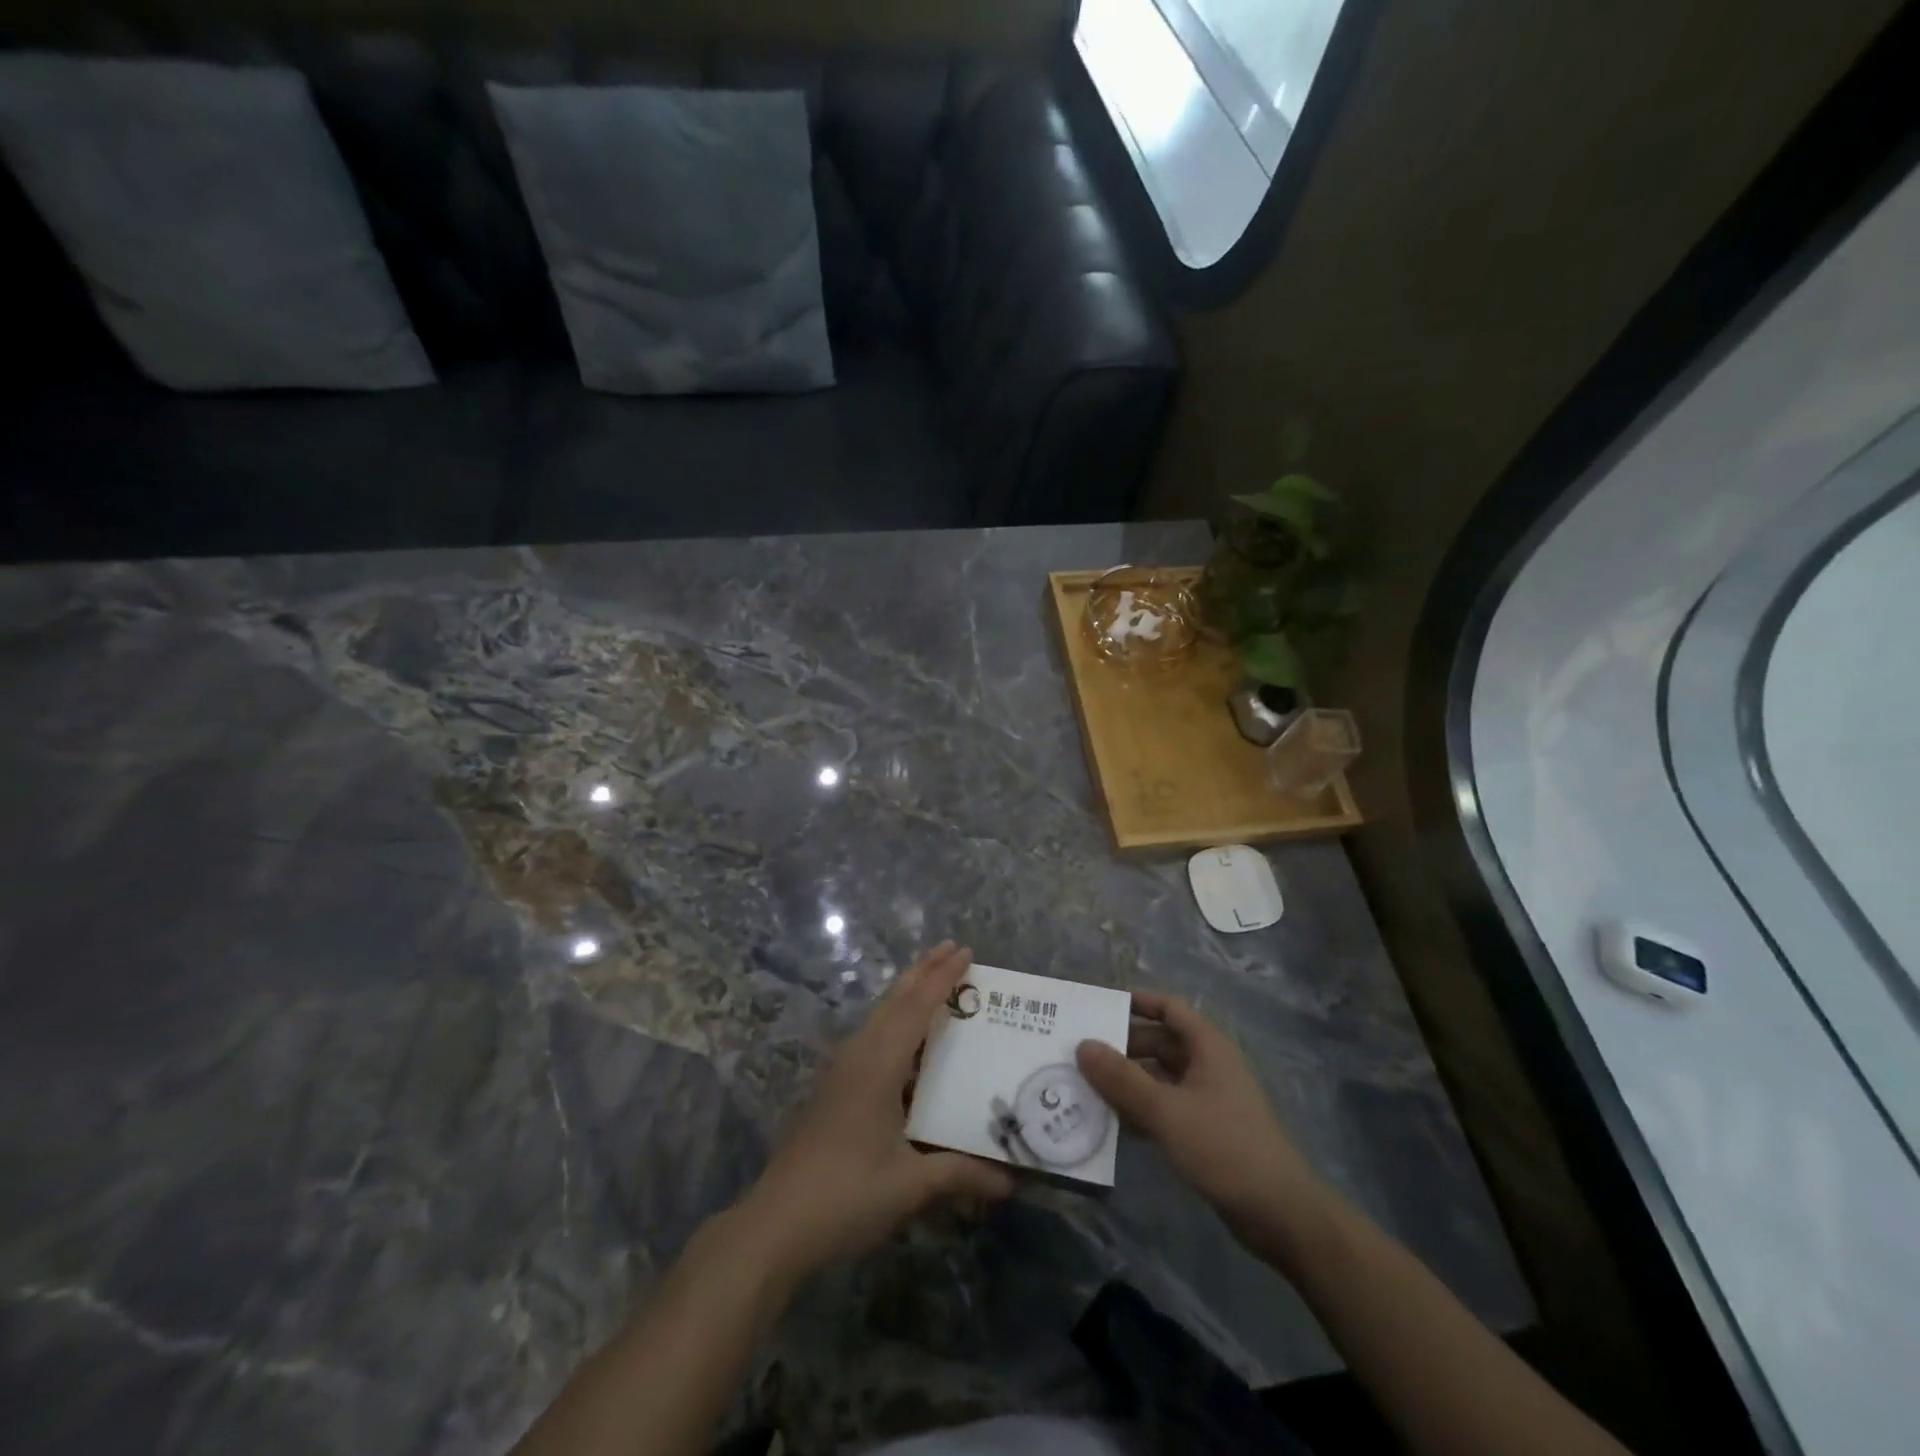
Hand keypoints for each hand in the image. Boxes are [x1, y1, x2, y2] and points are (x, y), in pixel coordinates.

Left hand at [731, 943, 1014, 1282]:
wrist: (775, 1224)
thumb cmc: (846, 1196)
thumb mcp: (909, 1186)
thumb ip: (960, 1175)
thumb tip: (1010, 1180)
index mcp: (878, 1065)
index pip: (915, 1008)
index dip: (942, 978)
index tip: (965, 951)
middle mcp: (858, 1056)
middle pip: (893, 1001)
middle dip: (922, 971)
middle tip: (951, 948)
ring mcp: (840, 1072)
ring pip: (878, 1017)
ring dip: (905, 994)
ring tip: (931, 979)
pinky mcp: (832, 1090)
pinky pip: (869, 1037)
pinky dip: (893, 1021)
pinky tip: (904, 1040)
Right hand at [1077, 992, 1329, 1264]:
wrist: (1280, 1214)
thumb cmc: (1224, 1148)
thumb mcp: (1166, 1111)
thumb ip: (1122, 1079)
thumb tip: (1082, 1045)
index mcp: (1208, 1047)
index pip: (1168, 1007)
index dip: (1136, 1002)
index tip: (1098, 1007)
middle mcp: (1209, 1065)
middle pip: (1160, 1042)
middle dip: (1122, 1046)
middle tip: (1080, 1052)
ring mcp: (1209, 1099)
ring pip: (1160, 1077)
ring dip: (1128, 1080)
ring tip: (1086, 1085)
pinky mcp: (1206, 1131)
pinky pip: (1166, 1107)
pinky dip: (1141, 1109)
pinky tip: (1111, 1122)